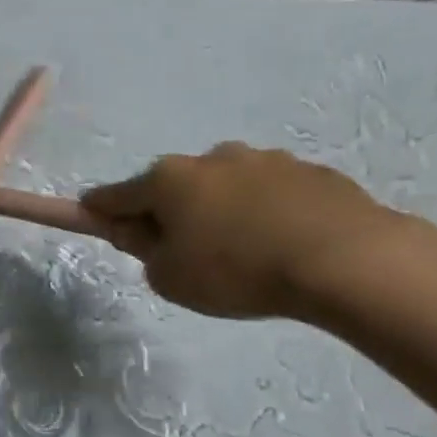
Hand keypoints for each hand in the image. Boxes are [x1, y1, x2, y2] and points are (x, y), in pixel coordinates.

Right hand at [82, 144, 394, 319]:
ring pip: (224, 188)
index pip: (115, 195)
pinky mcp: (309, 171)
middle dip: (171, 215)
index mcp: (168, 180)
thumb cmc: (238, 270)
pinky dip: (265, 214)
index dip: (98, 212)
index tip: (92, 219)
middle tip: (186, 257)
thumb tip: (149, 234)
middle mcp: (210, 158)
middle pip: (173, 188)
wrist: (344, 259)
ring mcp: (263, 159)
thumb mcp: (170, 278)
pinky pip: (270, 195)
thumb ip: (146, 253)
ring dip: (221, 212)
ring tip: (247, 256)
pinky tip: (284, 246)